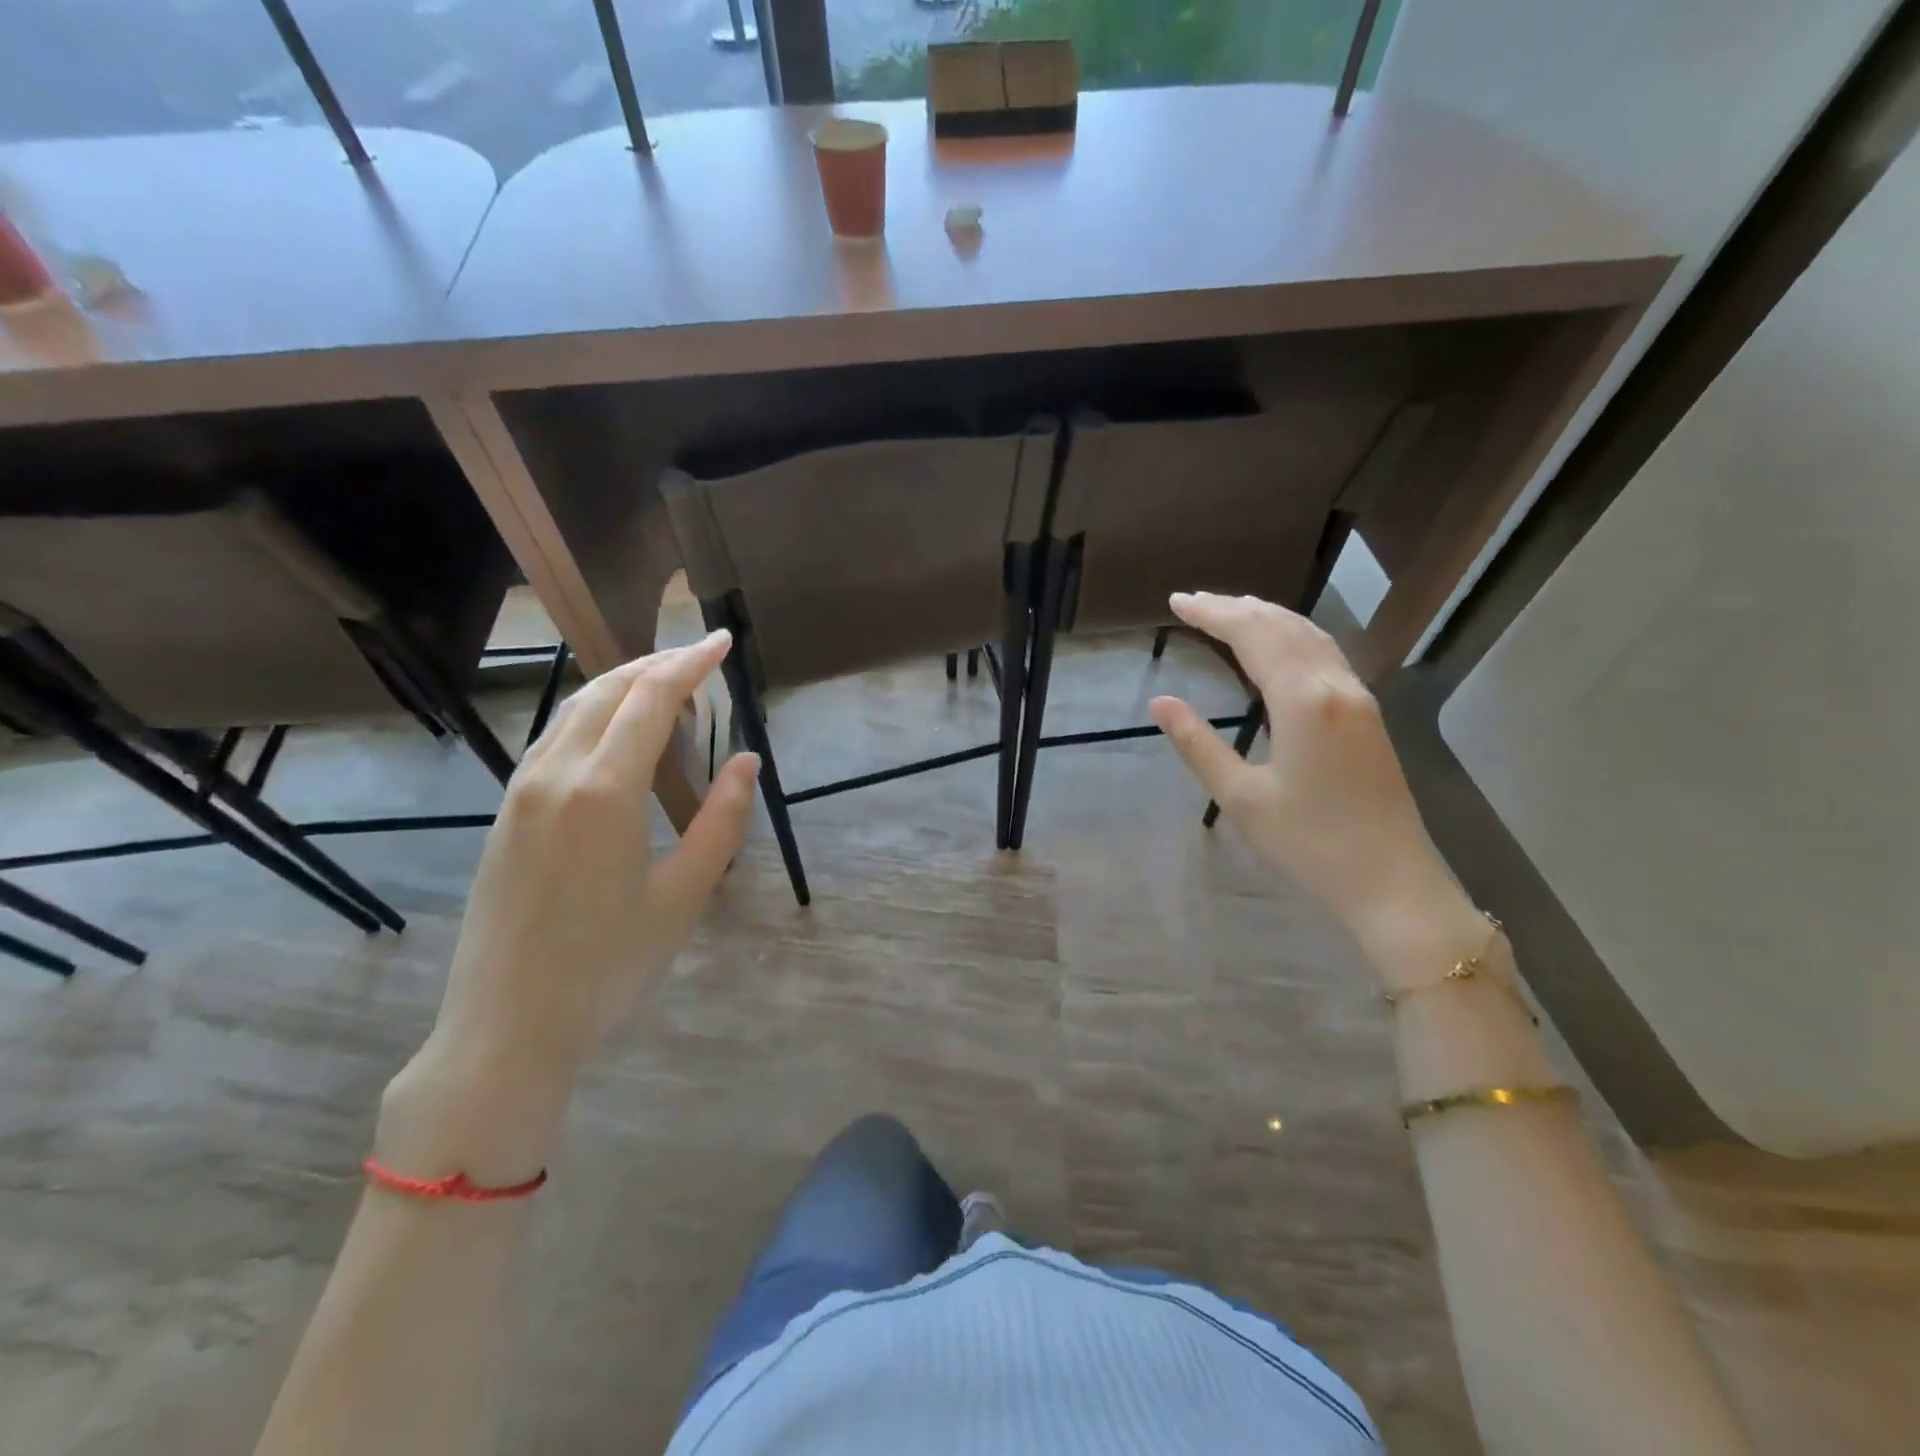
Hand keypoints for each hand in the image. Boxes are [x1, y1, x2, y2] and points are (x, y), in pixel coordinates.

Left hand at [379, 631, 757, 1180]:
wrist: (505, 1028)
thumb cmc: (608, 966)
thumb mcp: (683, 896)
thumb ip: (720, 821)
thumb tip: (746, 762)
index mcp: (603, 791)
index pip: (650, 700)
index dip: (690, 664)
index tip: (721, 642)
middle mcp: (555, 775)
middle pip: (607, 691)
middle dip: (656, 665)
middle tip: (700, 659)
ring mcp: (521, 792)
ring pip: (574, 710)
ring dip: (622, 686)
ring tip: (666, 687)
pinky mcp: (507, 813)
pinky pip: (554, 739)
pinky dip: (594, 716)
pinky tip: (618, 734)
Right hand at [1148, 592, 1485, 988]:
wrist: (1392, 884)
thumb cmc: (1309, 844)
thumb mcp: (1240, 798)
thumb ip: (1198, 744)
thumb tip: (1160, 701)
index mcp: (1303, 701)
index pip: (1253, 635)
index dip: (1213, 614)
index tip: (1177, 602)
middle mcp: (1335, 686)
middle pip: (1283, 626)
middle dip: (1236, 608)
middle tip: (1193, 602)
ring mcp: (1359, 698)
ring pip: (1311, 636)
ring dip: (1268, 617)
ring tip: (1230, 611)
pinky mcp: (1368, 716)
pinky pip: (1326, 654)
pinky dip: (1293, 636)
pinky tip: (1278, 645)